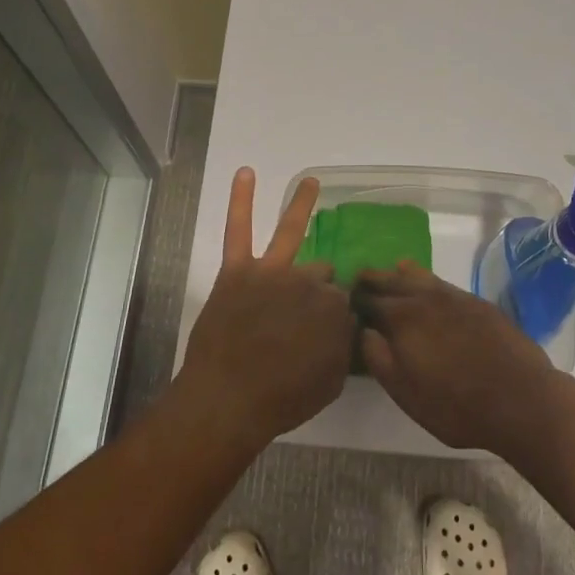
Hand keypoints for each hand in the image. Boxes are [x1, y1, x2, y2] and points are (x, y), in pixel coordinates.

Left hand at [175, 169, 354, 448]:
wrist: (228, 401)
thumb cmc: (282, 399)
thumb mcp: (331, 381)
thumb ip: (343, 346)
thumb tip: (346, 325)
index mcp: (332, 309)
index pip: (340, 300)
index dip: (333, 315)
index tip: (324, 330)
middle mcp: (307, 282)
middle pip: (319, 273)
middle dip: (317, 286)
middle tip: (299, 315)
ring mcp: (272, 272)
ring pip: (291, 234)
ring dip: (302, 204)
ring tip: (309, 182)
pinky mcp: (238, 271)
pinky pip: (238, 229)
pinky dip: (241, 200)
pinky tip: (246, 174)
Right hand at [357, 262, 559, 455]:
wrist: (521, 399)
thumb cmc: (456, 406)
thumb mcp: (407, 393)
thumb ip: (379, 359)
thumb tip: (363, 331)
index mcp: (402, 318)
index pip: (369, 300)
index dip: (355, 299)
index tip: (344, 299)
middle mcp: (425, 298)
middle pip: (392, 280)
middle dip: (374, 279)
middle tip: (360, 279)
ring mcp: (454, 296)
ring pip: (419, 275)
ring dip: (401, 274)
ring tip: (392, 272)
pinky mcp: (476, 302)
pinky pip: (442, 283)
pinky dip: (427, 280)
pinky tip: (428, 287)